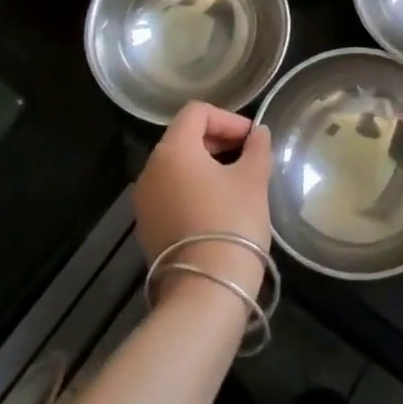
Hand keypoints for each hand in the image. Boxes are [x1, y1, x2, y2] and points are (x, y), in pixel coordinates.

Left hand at [134, 102, 273, 302]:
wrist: (206, 291)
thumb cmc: (232, 222)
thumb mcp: (254, 179)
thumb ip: (257, 147)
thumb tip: (258, 133)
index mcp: (173, 150)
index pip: (197, 112)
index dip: (228, 118)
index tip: (252, 139)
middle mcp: (150, 170)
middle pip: (184, 137)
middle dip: (218, 140)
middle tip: (249, 156)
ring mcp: (145, 202)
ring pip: (177, 167)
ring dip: (207, 165)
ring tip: (238, 182)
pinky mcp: (148, 227)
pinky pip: (171, 193)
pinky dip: (194, 189)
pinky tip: (219, 207)